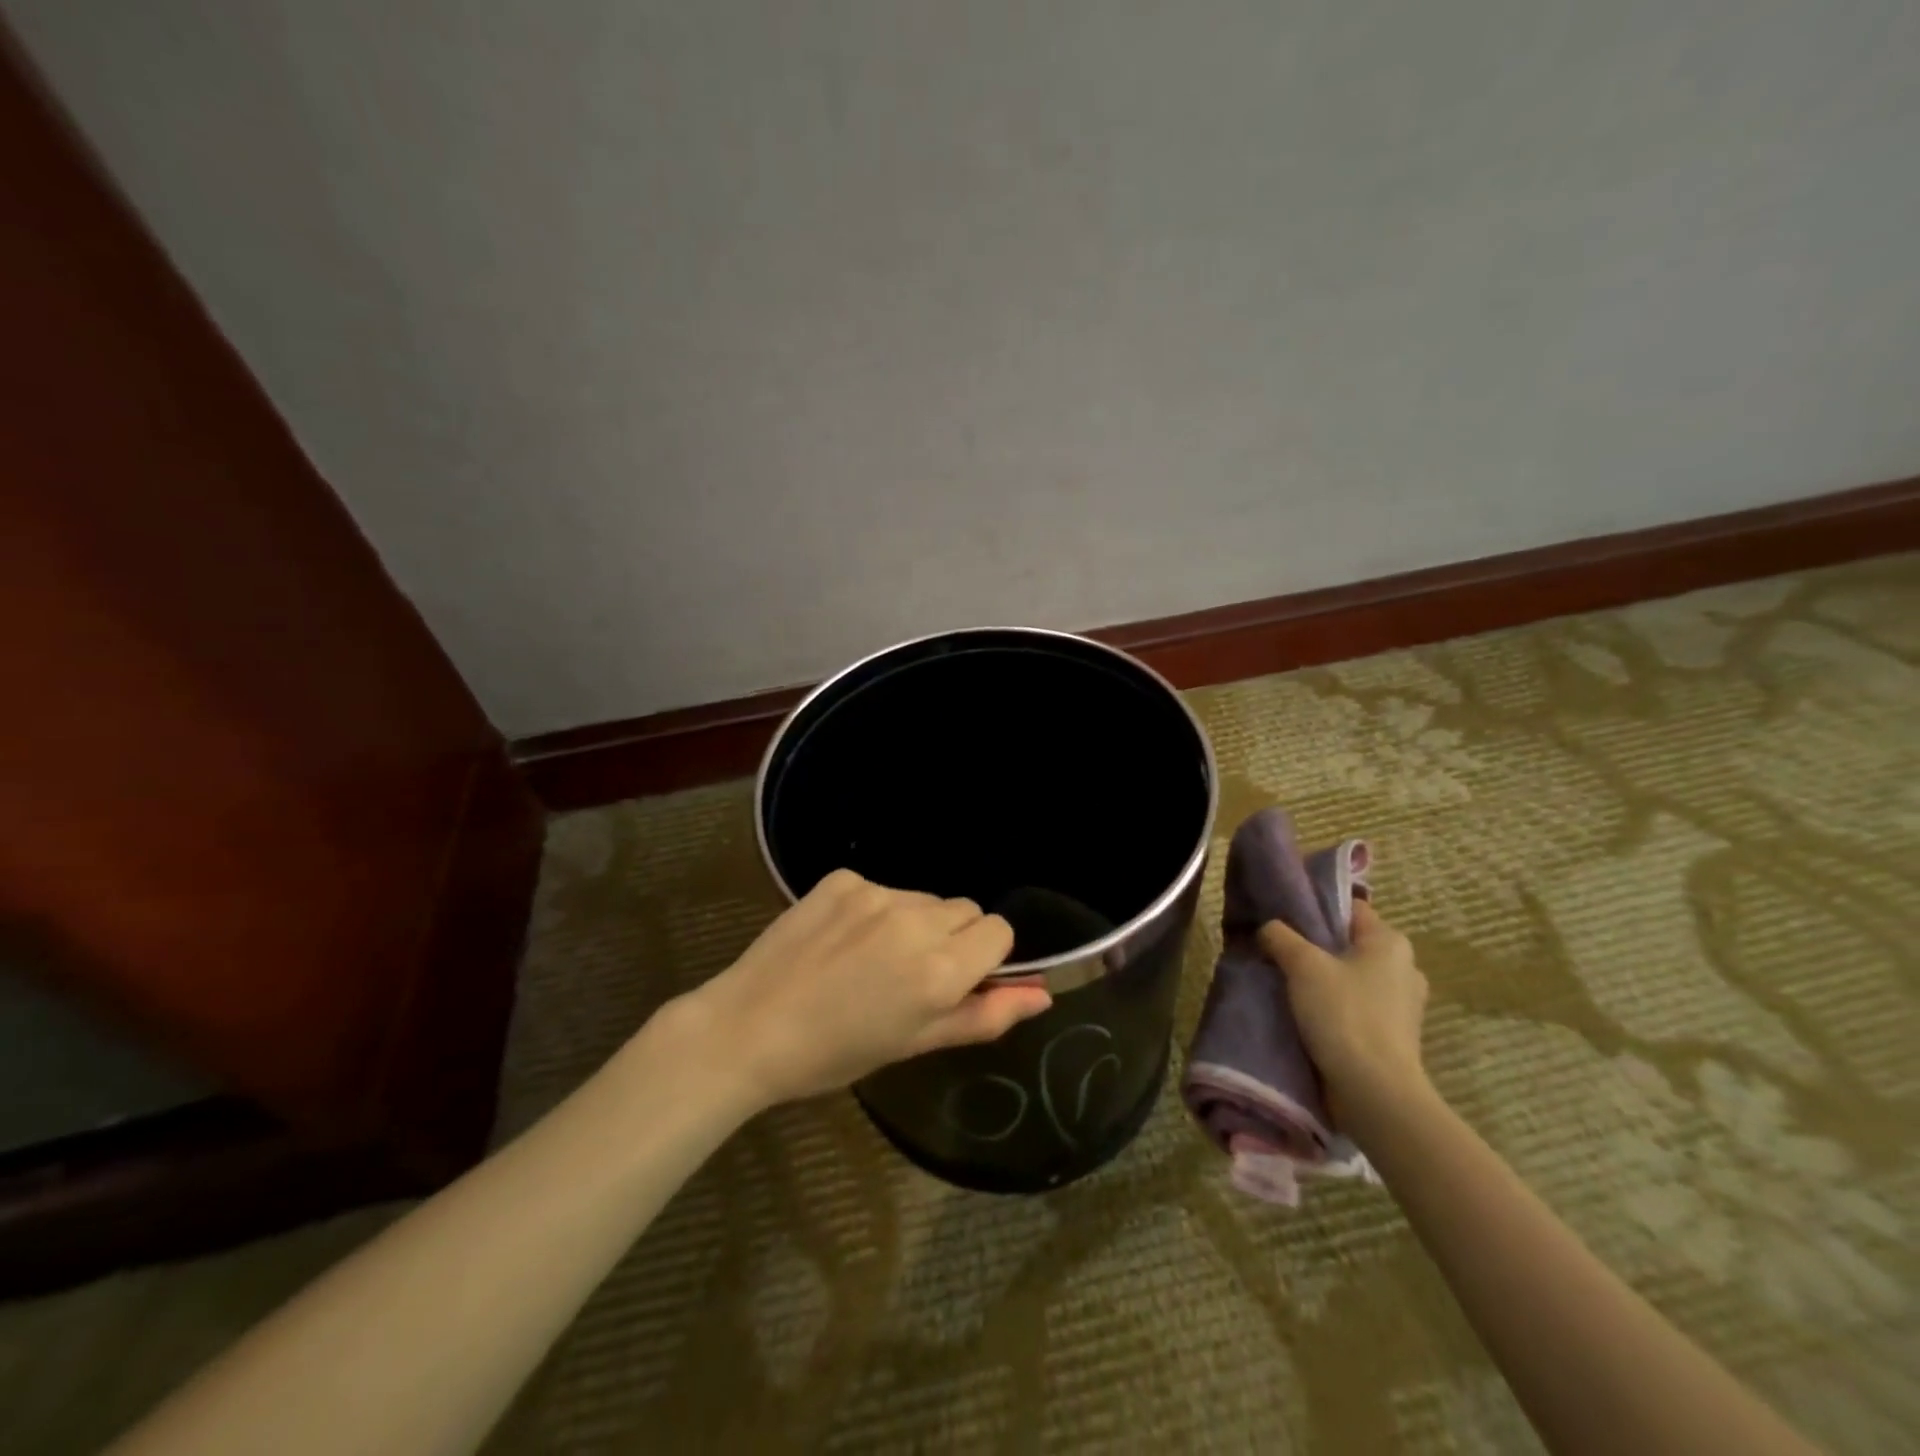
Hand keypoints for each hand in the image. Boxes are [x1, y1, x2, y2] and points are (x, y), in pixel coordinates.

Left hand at [678, 869, 1051, 1108]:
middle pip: (965, 909)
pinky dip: (875, 910)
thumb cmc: (835, 1053)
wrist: (748, 1028)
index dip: (984, 958)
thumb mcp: (916, 1044)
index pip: (999, 931)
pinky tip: (841, 940)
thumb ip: (986, 1016)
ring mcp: (876, 893)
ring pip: (925, 898)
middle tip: (910, 975)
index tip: (955, 981)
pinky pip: (882, 888)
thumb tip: (1043, 993)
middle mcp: (916, 921)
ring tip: (870, 960)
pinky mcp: (843, 878)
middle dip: (953, 938)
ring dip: (915, 923)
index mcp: (940, 970)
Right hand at [1258, 900, 1429, 1131]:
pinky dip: (1334, 1007)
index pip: (1349, 908)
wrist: (1374, 1092)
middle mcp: (1404, 967)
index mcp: (1390, 942)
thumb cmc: (1343, 1015)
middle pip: (1347, 944)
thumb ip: (1280, 936)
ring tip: (1286, 987)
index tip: (1282, 920)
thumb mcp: (1302, 965)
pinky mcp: (1394, 1035)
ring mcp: (1403, 1004)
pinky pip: (1356, 1007)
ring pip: (1351, 977)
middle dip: (1315, 948)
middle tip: (1278, 953)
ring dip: (1323, 980)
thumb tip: (1268, 928)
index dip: (1315, 909)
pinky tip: (1306, 1015)